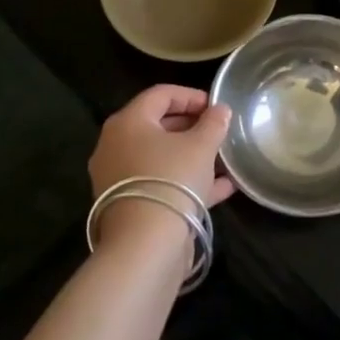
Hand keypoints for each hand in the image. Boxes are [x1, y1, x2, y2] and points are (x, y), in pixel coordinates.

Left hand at [88, 86, 233, 252]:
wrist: (145, 245)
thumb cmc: (172, 180)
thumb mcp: (201, 146)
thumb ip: (213, 123)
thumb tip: (220, 110)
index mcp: (128, 122)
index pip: (161, 94)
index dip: (192, 96)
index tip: (217, 106)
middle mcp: (116, 145)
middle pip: (158, 125)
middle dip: (192, 126)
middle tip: (219, 131)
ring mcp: (119, 178)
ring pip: (160, 157)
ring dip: (192, 155)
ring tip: (223, 159)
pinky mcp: (128, 205)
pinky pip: (160, 182)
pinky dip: (187, 181)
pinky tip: (222, 188)